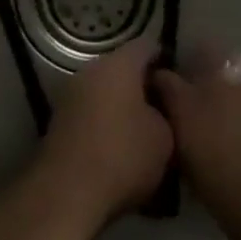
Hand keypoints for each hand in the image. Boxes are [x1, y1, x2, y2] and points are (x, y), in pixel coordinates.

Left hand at [36, 39, 174, 226]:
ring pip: (104, 92)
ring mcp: (70, 95)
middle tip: (166, 108)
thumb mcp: (165, 137)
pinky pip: (90, 113)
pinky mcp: (58, 122)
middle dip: (143, 86)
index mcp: (118, 64)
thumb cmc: (123, 155)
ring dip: (121, 106)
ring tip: (144, 131)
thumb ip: (166, 113)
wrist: (68, 192)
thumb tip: (157, 108)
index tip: (181, 80)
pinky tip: (119, 147)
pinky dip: (105, 123)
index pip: (147, 47)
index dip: (166, 60)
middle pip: (122, 69)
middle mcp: (90, 71)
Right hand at [150, 56, 240, 211]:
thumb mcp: (180, 109)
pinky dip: (236, 129)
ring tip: (197, 135)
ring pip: (240, 99)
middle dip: (204, 89)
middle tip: (179, 112)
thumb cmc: (216, 143)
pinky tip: (219, 150)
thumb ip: (167, 83)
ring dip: (221, 111)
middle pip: (226, 75)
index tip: (166, 85)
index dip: (182, 66)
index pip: (206, 51)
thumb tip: (159, 71)